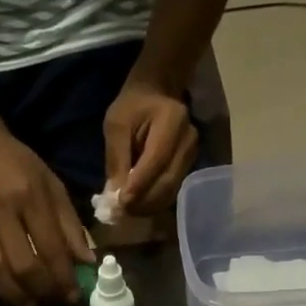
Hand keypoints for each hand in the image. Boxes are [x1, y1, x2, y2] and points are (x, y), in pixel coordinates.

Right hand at [0, 127, 94, 305]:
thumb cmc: (20, 167)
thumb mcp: (53, 187)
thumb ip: (71, 225)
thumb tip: (87, 262)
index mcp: (31, 197)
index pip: (51, 247)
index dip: (63, 277)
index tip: (71, 296)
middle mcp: (1, 209)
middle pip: (22, 263)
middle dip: (40, 290)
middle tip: (50, 302)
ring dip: (11, 294)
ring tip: (27, 305)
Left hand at [104, 82, 198, 216]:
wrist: (158, 93)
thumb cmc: (133, 105)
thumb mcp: (116, 123)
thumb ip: (116, 158)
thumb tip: (114, 195)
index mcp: (172, 121)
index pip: (156, 161)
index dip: (138, 185)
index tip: (120, 203)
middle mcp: (188, 141)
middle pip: (166, 182)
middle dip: (142, 202)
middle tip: (120, 212)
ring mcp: (191, 156)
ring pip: (170, 192)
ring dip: (147, 206)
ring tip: (126, 210)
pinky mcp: (188, 167)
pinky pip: (171, 191)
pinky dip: (153, 202)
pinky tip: (138, 204)